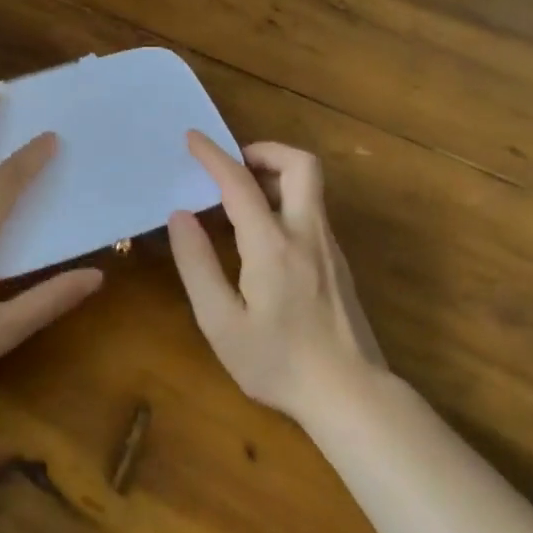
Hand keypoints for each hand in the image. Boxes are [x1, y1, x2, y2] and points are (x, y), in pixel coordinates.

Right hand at [168, 134, 385, 421]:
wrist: (351, 395)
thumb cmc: (278, 362)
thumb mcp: (221, 323)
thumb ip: (198, 265)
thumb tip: (180, 216)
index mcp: (272, 244)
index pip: (240, 182)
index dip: (213, 155)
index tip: (192, 138)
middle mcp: (306, 233)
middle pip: (300, 164)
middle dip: (264, 150)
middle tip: (234, 164)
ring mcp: (329, 246)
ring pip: (310, 185)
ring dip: (275, 174)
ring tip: (240, 196)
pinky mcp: (338, 262)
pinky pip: (312, 210)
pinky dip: (285, 199)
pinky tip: (263, 233)